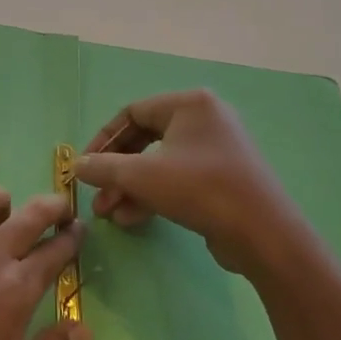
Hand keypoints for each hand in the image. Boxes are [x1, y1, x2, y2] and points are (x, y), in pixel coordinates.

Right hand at [74, 89, 296, 275]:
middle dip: (117, 170)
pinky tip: (131, 219)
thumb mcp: (142, 176)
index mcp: (189, 104)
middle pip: (145, 139)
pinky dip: (154, 195)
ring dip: (131, 187)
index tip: (85, 165)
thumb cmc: (200, 189)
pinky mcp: (223, 178)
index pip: (133, 112)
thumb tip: (77, 166)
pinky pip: (179, 179)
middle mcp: (205, 119)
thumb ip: (104, 167)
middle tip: (96, 194)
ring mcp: (217, 150)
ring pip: (160, 163)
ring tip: (108, 214)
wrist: (264, 235)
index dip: (104, 140)